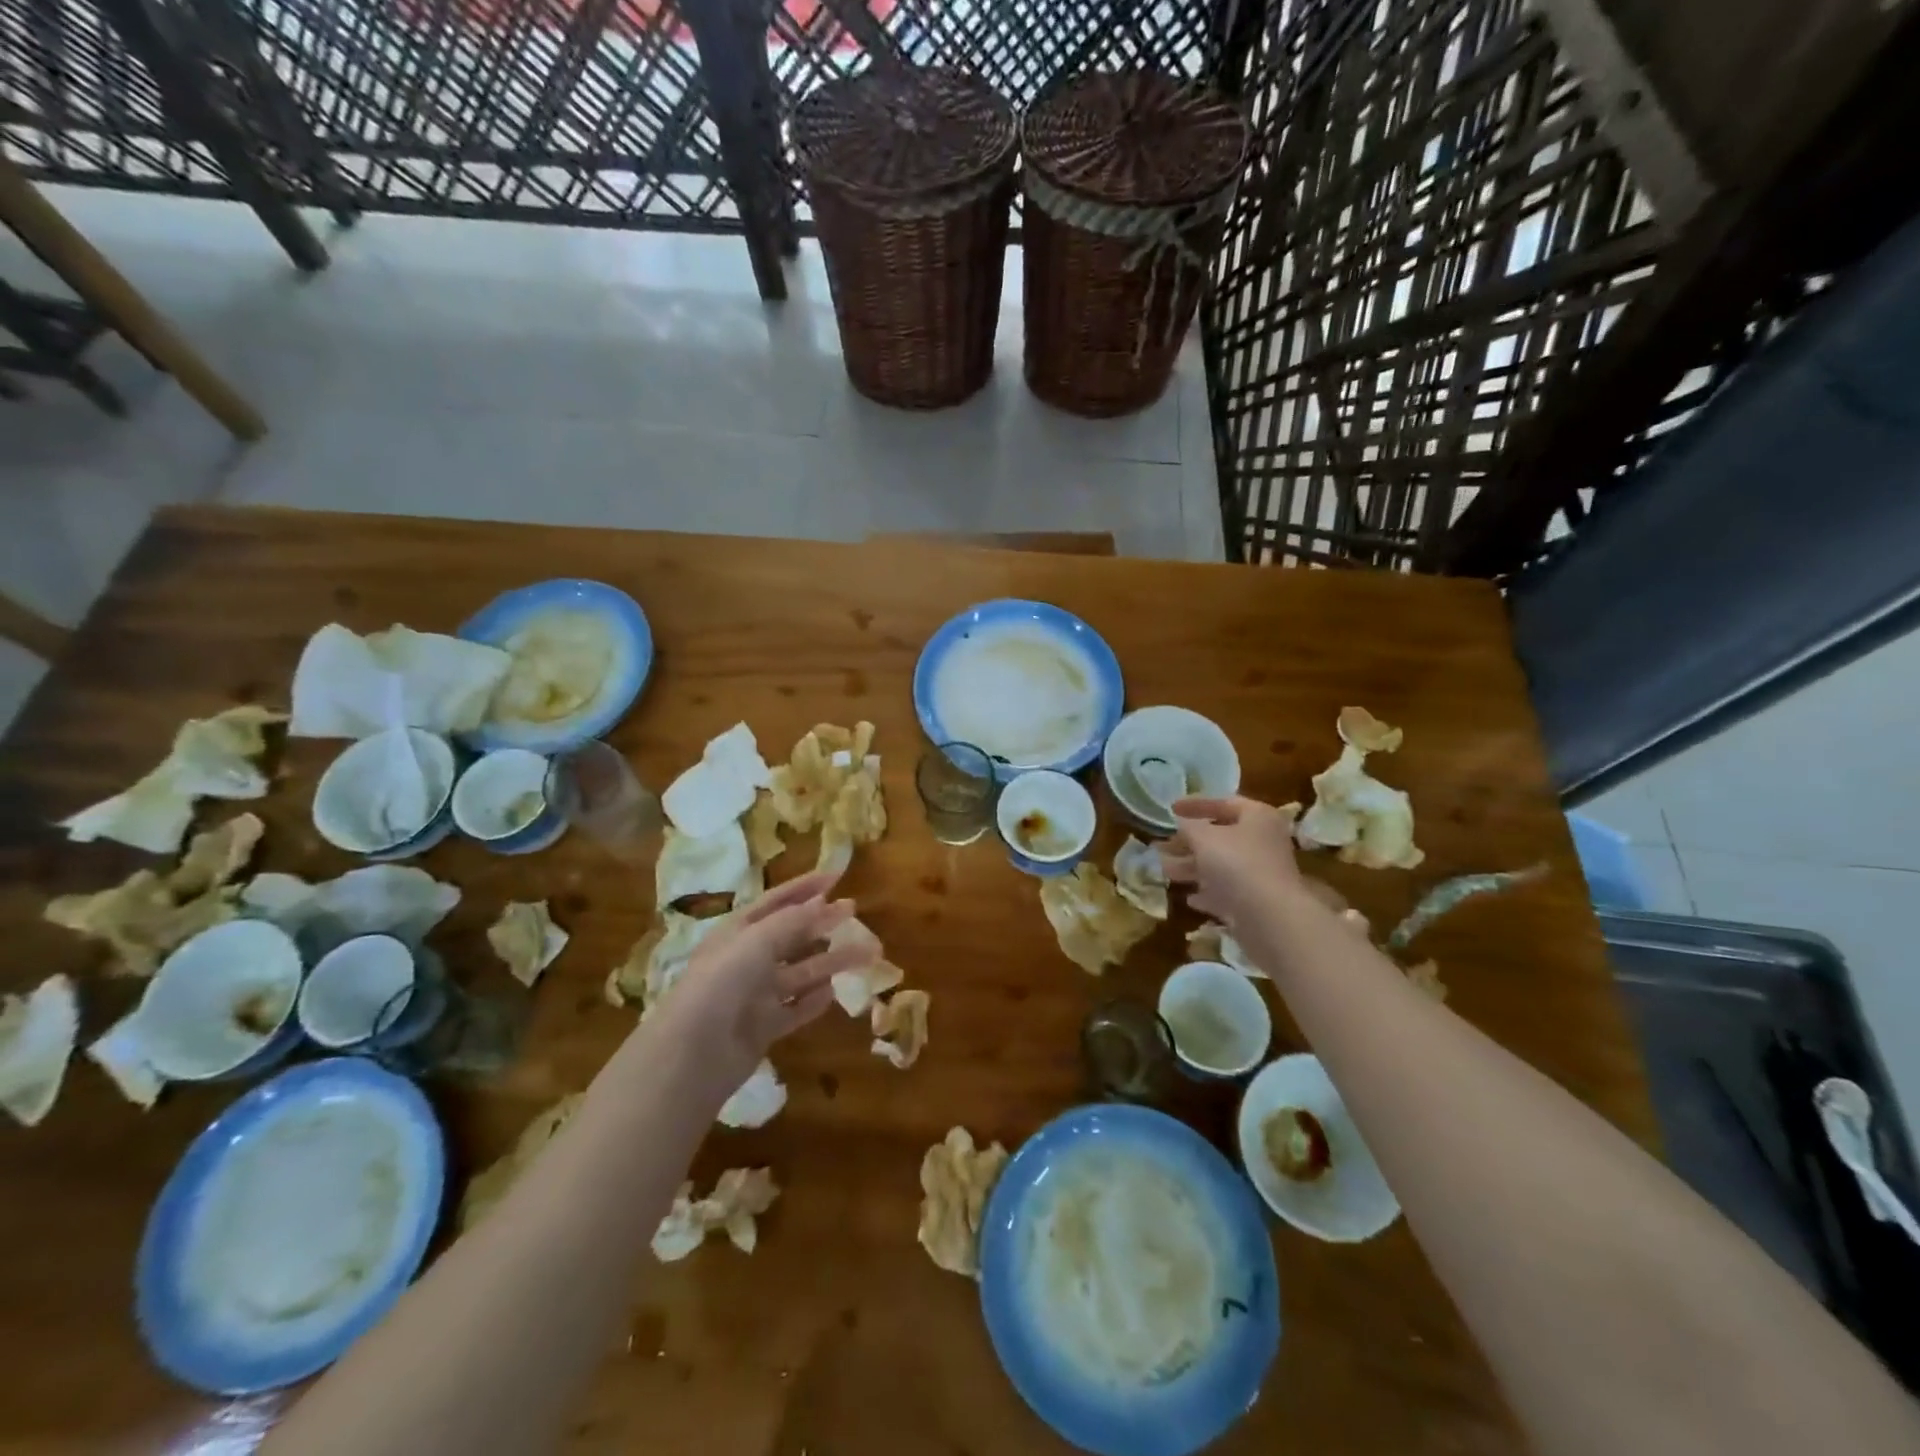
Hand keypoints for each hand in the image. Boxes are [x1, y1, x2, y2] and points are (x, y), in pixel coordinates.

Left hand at [638, 869, 865, 1103]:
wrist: (692, 1054)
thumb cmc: (721, 983)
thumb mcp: (756, 942)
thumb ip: (792, 922)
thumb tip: (824, 903)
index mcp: (738, 931)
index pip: (776, 902)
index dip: (805, 887)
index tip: (837, 876)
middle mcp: (747, 959)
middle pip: (792, 936)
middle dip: (824, 923)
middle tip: (855, 912)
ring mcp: (755, 995)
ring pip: (801, 972)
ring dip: (832, 961)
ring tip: (867, 954)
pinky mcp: (764, 1027)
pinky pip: (795, 1009)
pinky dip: (814, 1000)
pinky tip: (834, 993)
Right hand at [1158, 795, 1302, 934]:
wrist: (1269, 917)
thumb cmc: (1236, 864)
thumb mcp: (1203, 838)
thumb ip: (1188, 827)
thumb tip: (1182, 823)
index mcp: (1258, 817)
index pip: (1224, 803)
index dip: (1195, 805)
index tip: (1171, 809)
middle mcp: (1263, 842)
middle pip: (1221, 837)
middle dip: (1188, 842)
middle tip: (1162, 845)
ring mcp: (1261, 873)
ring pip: (1221, 866)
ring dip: (1192, 868)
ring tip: (1165, 871)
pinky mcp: (1256, 902)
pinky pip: (1227, 892)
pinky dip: (1208, 893)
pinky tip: (1189, 899)